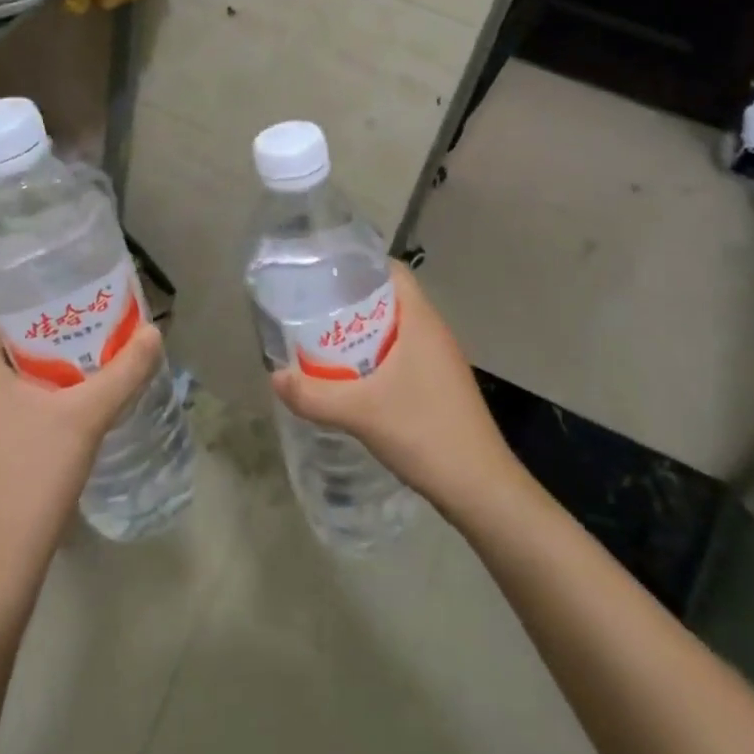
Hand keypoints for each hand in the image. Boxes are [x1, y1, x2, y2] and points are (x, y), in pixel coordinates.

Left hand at [0, 313, 163, 576]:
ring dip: (32, 370)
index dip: (20, 301)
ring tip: (76, 364)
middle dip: (37, 335)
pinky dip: (24, 401)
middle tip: (79, 327)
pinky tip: (59, 412)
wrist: (0, 563)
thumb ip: (124, 371)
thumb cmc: (35, 474)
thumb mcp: (88, 415)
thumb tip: (154, 332)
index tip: (59, 297)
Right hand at [270, 262, 521, 519]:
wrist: (479, 488)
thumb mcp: (362, 412)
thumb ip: (315, 395)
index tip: (323, 273)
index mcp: (421, 320)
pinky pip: (401, 354)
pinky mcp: (439, 385)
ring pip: (395, 329)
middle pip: (389, 298)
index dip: (358, 265)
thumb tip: (274, 377)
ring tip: (323, 339)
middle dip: (351, 300)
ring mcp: (439, 360)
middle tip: (312, 308)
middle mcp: (433, 331)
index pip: (390, 270)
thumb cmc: (425, 432)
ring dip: (362, 332)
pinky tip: (352, 377)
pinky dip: (376, 356)